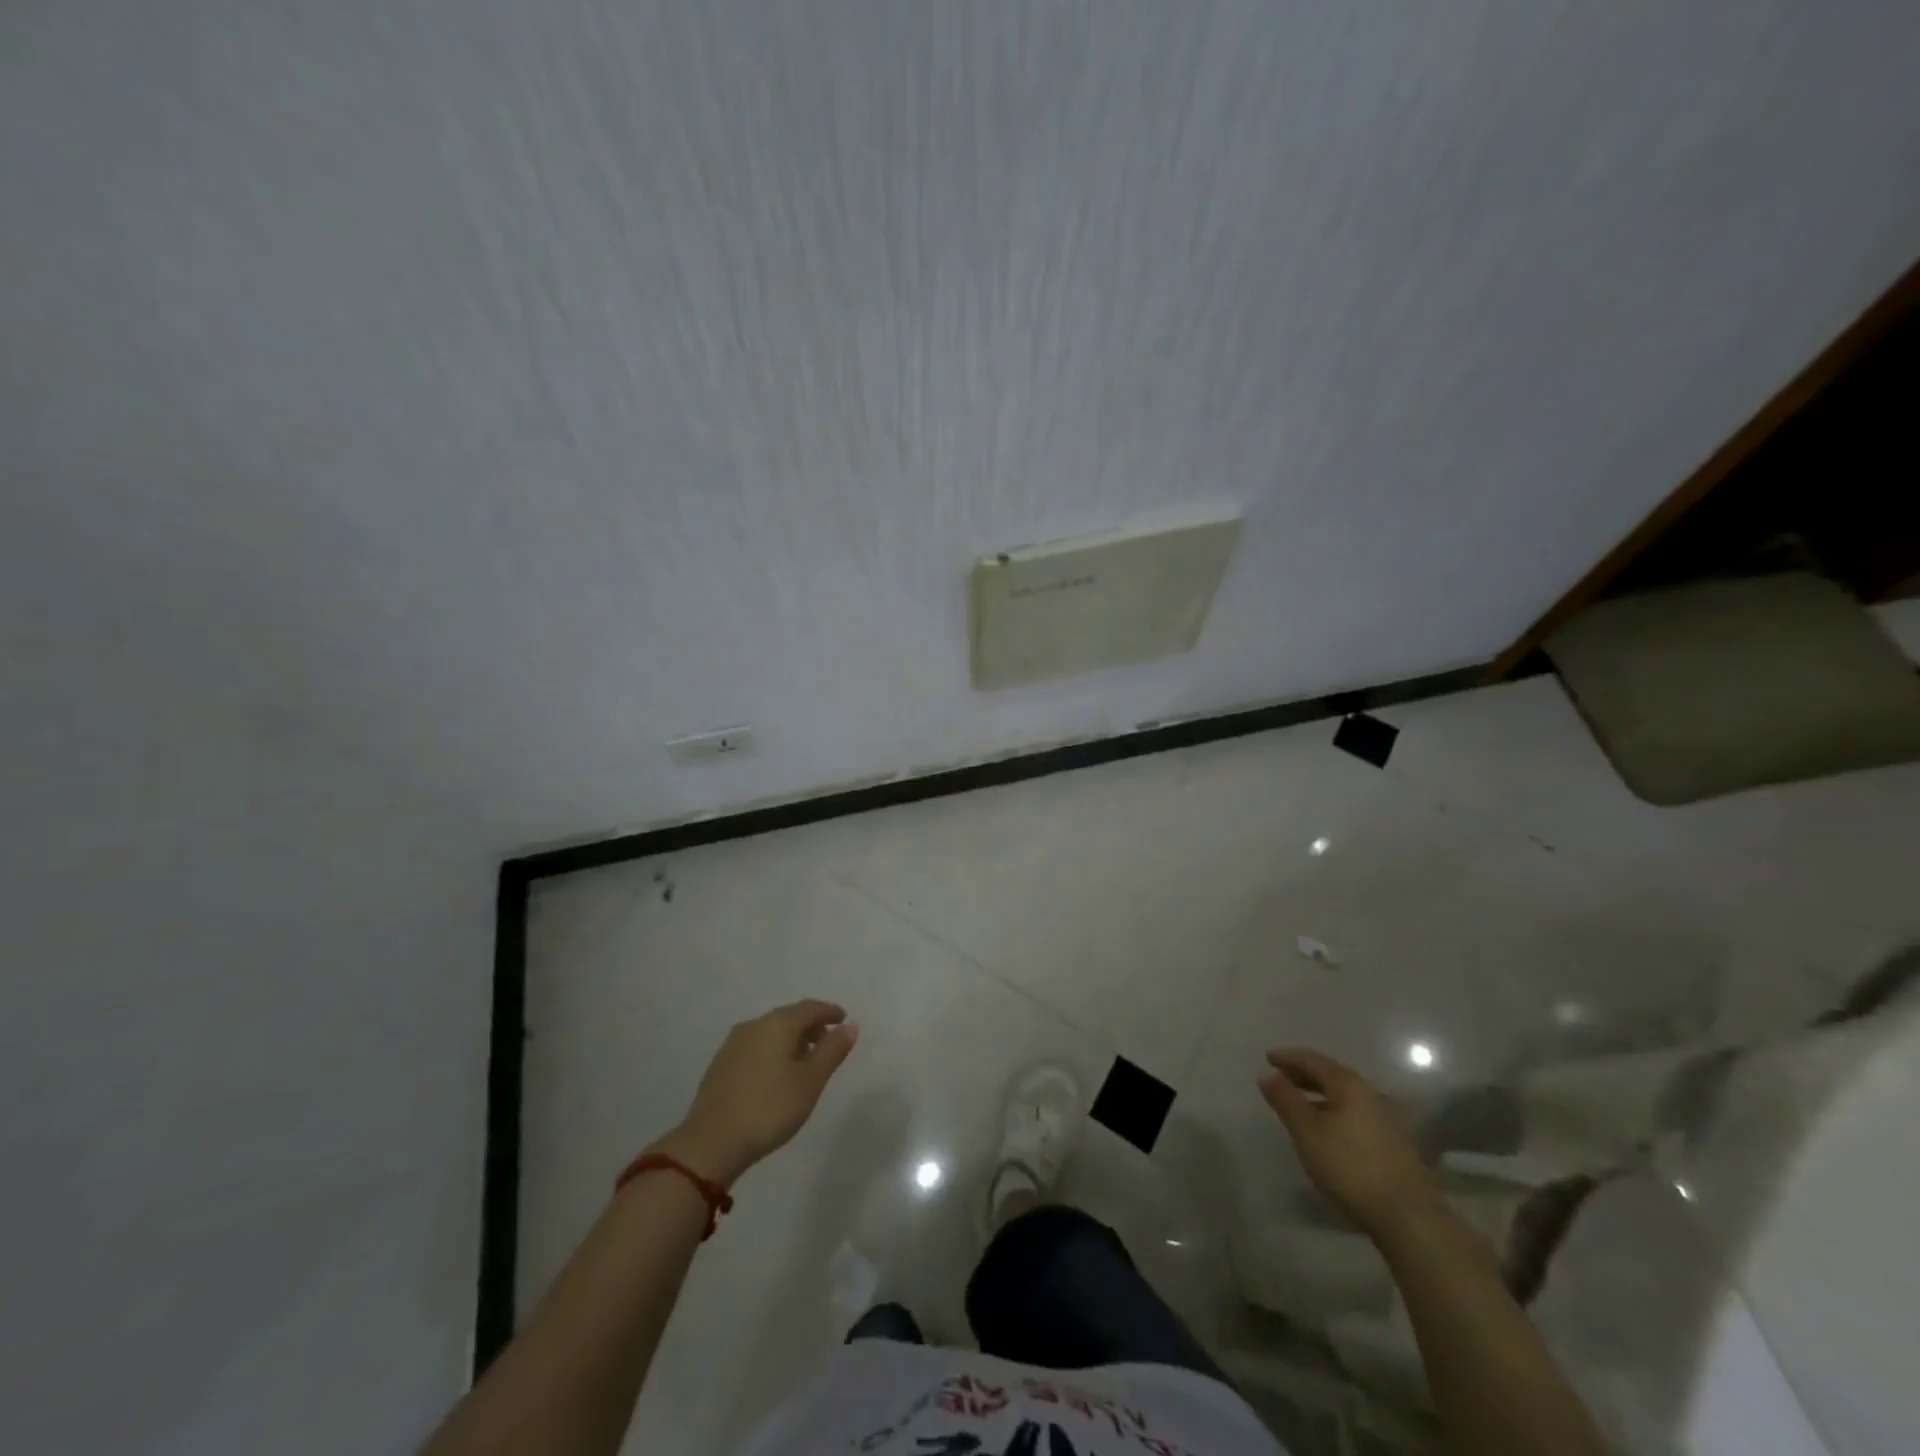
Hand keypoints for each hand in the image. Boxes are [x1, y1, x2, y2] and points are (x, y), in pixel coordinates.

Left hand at [657, 1000, 858, 1185]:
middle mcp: (753, 1026)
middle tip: (828, 1043)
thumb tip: (850, 1026)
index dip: (829, 1012)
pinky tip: (777, 1074)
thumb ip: (832, 1051)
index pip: (809, 1008)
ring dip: (791, 1040)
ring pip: (770, 1032)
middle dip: (811, 1027)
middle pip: (789, 1017)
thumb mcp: (810, 1081)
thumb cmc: (769, 1109)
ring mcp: (733, 1045)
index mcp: (777, 1024)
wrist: (710, 1144)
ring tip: (805, 1062)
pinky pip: (756, 1047)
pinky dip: (773, 1051)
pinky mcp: (720, 1065)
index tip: (844, 1019)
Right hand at [1259, 1047, 1439, 1238]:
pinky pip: (1356, 1114)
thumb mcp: (1307, 1132)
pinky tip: (1328, 1131)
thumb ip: (1285, 1100)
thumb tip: (1268, 1074)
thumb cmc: (1350, 1167)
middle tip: (1281, 1078)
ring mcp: (1387, 1120)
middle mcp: (1371, 1095)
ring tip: (1300, 1106)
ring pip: (1345, 1097)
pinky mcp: (1395, 1144)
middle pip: (1332, 1075)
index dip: (1288, 1057)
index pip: (1313, 1060)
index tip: (1267, 1058)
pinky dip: (1335, 1112)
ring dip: (1320, 1095)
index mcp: (1349, 1086)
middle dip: (1304, 1075)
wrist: (1410, 1218)